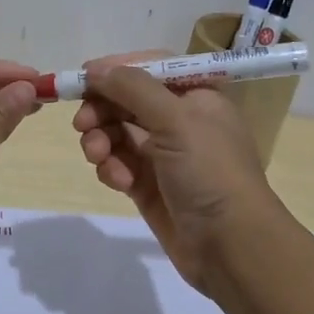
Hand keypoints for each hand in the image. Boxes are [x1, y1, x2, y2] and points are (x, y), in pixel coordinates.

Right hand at [73, 50, 278, 290]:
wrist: (230, 245)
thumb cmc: (210, 171)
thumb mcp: (175, 119)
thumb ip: (132, 88)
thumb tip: (95, 69)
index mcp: (196, 95)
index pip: (149, 68)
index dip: (116, 70)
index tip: (84, 78)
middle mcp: (179, 119)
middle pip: (126, 100)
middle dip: (101, 110)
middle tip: (82, 124)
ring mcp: (163, 154)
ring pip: (116, 133)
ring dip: (101, 140)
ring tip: (98, 156)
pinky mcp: (148, 185)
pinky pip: (117, 164)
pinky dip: (111, 168)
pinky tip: (118, 181)